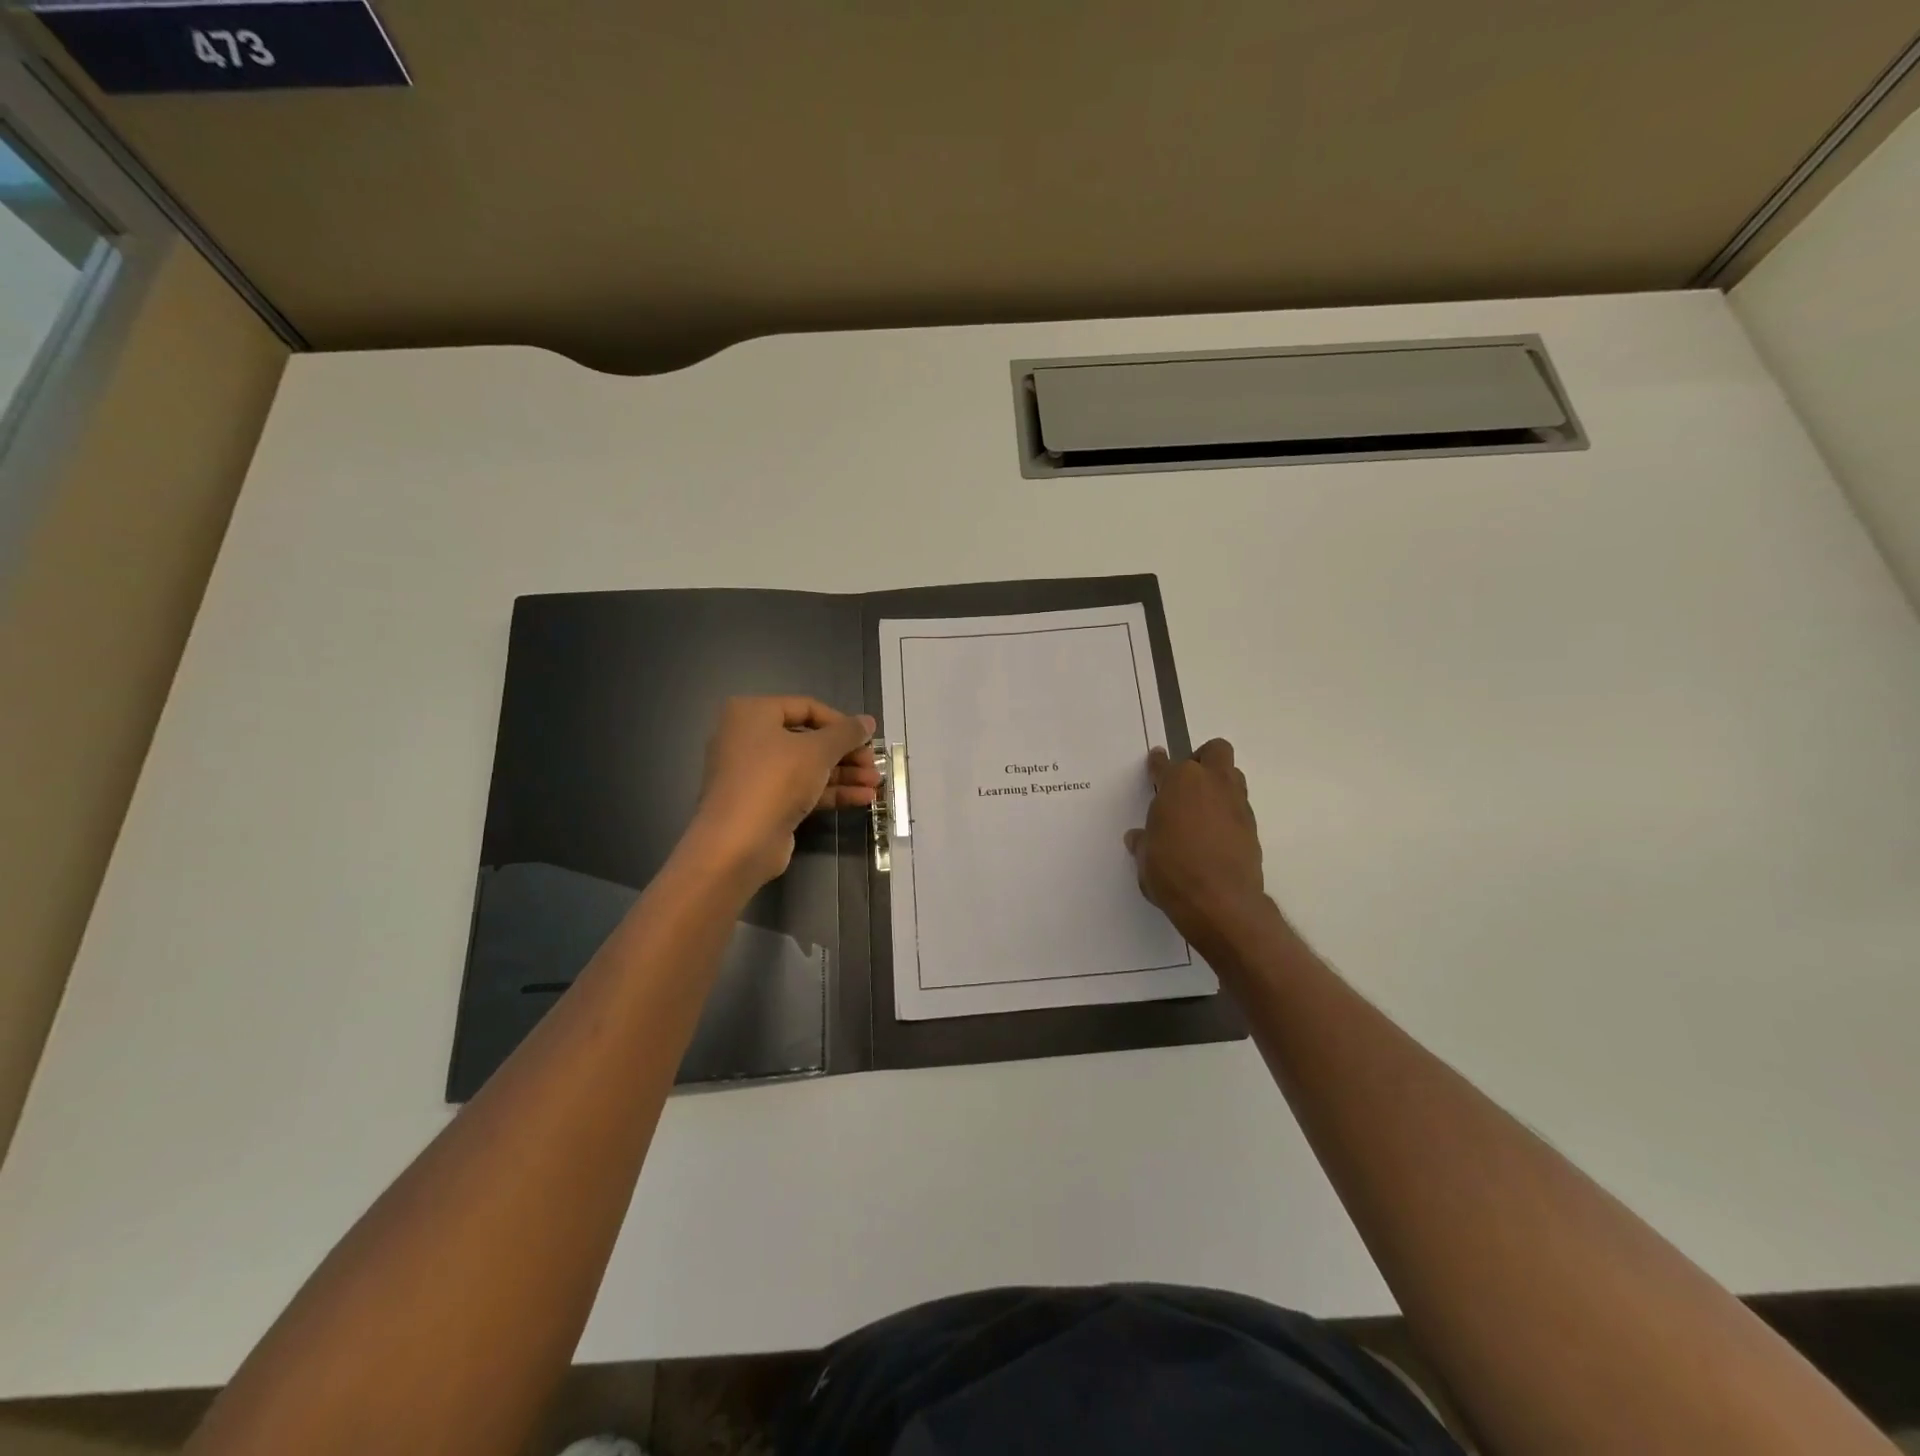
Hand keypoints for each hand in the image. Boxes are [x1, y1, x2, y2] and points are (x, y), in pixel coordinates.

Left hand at [683, 697, 878, 889]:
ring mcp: (754, 774)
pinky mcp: (763, 803)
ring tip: (876, 784)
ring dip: (843, 774)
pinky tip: (862, 799)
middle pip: (808, 740)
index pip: (806, 707)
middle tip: (874, 764)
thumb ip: (846, 733)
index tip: (868, 738)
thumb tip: (868, 721)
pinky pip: (801, 789)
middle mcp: (749, 739)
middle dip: (846, 753)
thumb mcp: (818, 750)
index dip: (841, 722)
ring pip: (807, 767)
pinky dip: (830, 792)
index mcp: (752, 713)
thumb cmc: (775, 780)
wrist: (738, 843)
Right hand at [1125, 740, 1270, 949]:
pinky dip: (1227, 813)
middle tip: (1187, 781)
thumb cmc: (1172, 871)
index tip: (1156, 761)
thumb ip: (1144, 842)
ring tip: (1202, 808)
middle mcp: (1211, 784)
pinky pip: (1239, 807)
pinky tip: (1214, 835)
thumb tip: (1139, 838)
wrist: (1220, 901)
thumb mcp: (1145, 857)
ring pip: (1233, 776)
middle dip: (1202, 759)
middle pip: (1215, 751)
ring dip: (1219, 784)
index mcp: (1178, 783)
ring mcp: (1236, 804)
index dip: (1158, 763)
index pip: (1165, 764)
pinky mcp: (1252, 827)